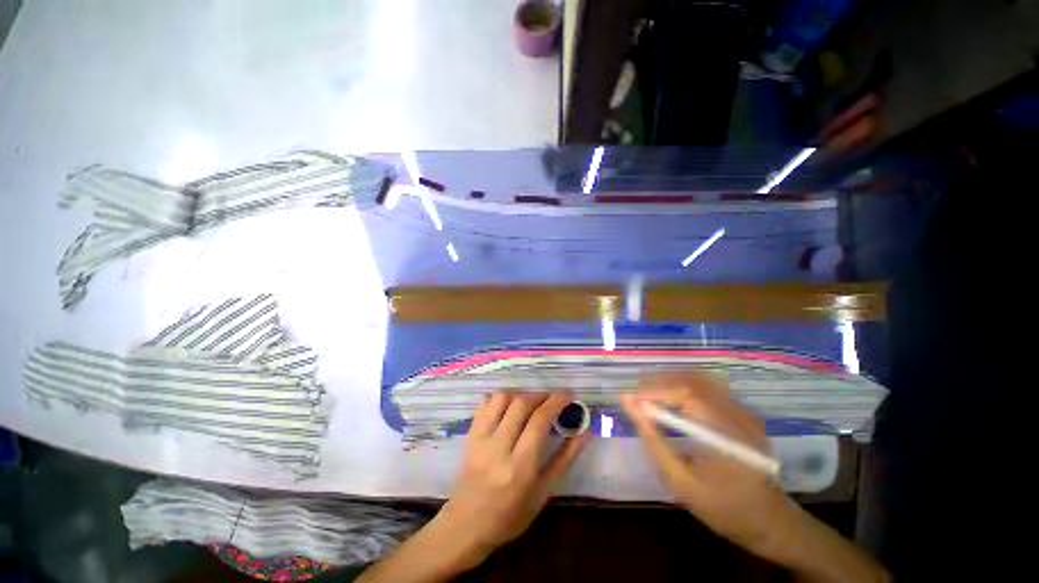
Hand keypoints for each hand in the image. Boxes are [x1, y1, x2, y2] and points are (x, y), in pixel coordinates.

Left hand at [436, 392, 589, 560]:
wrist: (468, 523)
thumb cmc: (512, 514)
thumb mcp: (544, 491)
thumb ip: (565, 458)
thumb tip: (585, 432)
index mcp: (520, 466)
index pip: (539, 421)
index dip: (556, 402)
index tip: (568, 396)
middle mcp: (499, 446)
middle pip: (521, 404)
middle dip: (540, 396)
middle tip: (551, 400)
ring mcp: (481, 438)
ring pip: (502, 398)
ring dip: (520, 394)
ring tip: (530, 403)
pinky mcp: (471, 434)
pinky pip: (485, 403)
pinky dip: (500, 398)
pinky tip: (509, 406)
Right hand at [621, 373, 797, 555]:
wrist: (772, 523)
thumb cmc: (724, 509)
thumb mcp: (682, 482)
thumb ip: (654, 441)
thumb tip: (630, 405)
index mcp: (727, 434)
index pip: (686, 393)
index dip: (655, 390)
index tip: (631, 399)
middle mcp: (739, 415)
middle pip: (693, 380)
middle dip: (659, 383)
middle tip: (637, 396)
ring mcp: (745, 412)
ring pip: (701, 380)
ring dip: (671, 383)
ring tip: (649, 395)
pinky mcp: (744, 414)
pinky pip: (710, 389)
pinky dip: (685, 388)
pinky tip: (672, 401)